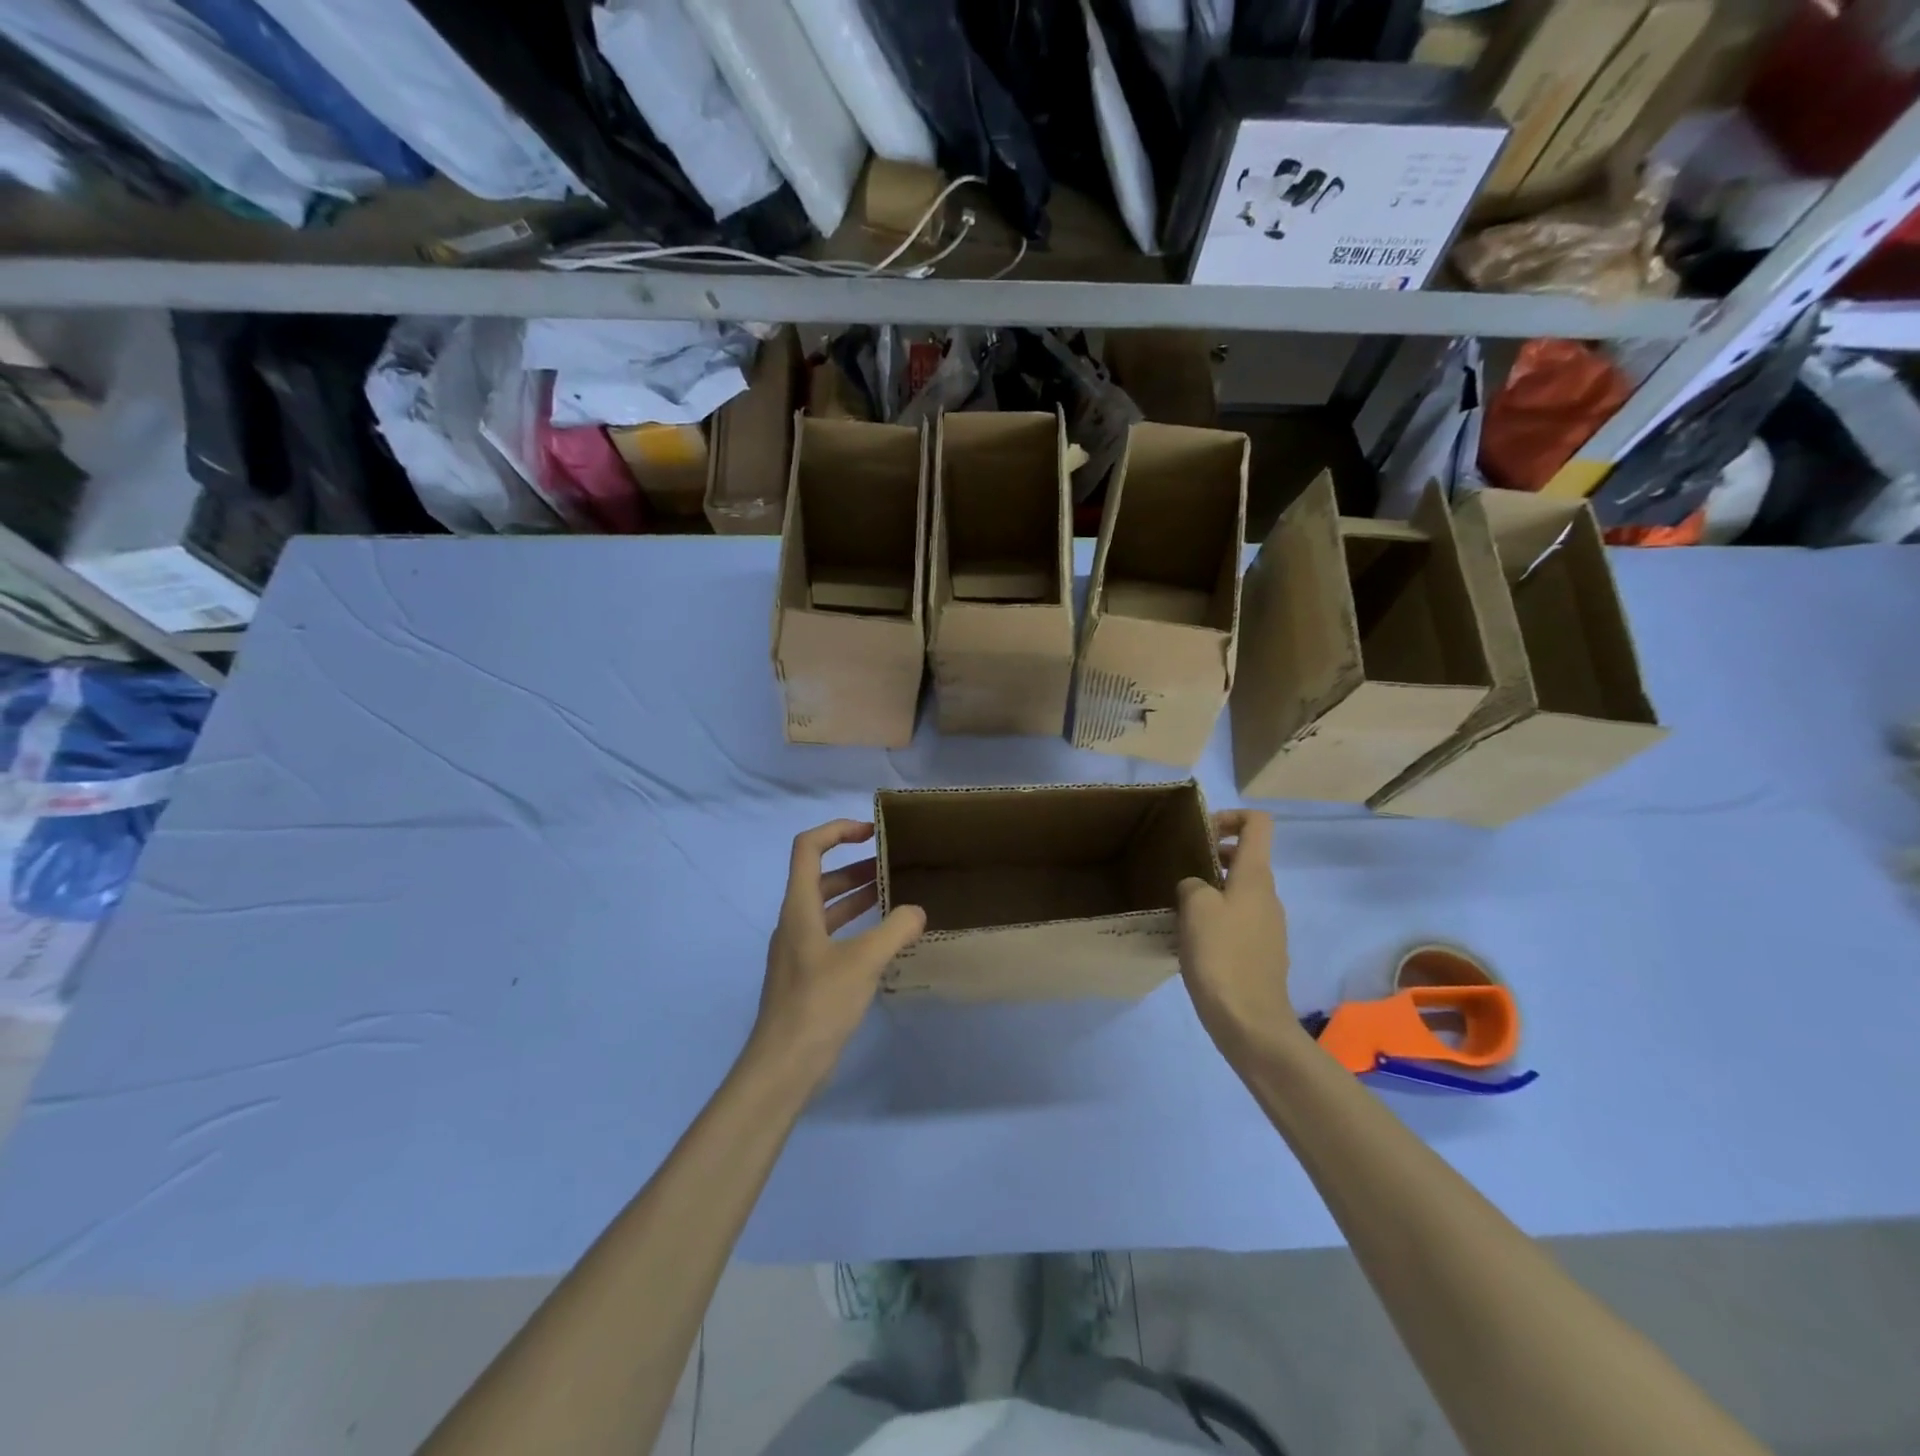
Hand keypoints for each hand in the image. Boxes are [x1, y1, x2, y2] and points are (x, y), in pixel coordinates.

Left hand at [748, 819, 925, 1091]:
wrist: (783, 1067)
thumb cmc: (818, 1004)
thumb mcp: (863, 962)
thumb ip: (895, 930)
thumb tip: (917, 910)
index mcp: (799, 908)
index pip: (808, 848)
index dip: (837, 830)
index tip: (872, 832)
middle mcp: (794, 922)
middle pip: (821, 878)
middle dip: (856, 865)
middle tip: (894, 865)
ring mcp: (798, 951)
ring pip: (828, 908)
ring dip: (858, 896)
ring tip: (896, 895)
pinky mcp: (807, 975)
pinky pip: (833, 936)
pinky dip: (857, 927)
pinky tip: (884, 941)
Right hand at [1176, 810, 1296, 1064]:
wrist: (1250, 1022)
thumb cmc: (1222, 956)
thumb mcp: (1195, 908)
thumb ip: (1192, 883)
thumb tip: (1195, 888)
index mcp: (1255, 877)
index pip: (1258, 824)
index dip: (1230, 816)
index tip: (1201, 832)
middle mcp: (1268, 895)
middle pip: (1245, 857)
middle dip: (1212, 854)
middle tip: (1179, 869)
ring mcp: (1268, 926)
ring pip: (1239, 890)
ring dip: (1211, 889)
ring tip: (1179, 906)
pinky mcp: (1261, 952)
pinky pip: (1238, 919)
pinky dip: (1216, 918)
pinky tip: (1192, 939)